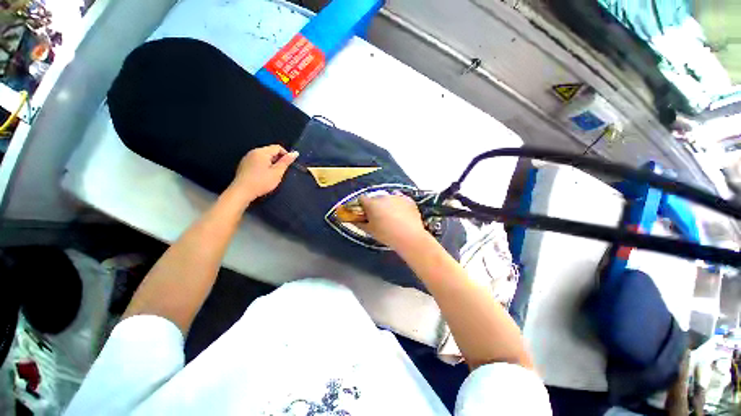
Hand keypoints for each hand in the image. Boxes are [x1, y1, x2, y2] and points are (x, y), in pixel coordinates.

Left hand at [230, 145, 297, 201]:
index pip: (277, 147)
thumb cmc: (262, 181)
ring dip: (271, 163)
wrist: (242, 191)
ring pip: (264, 156)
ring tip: (272, 174)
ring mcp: (247, 158)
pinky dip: (263, 165)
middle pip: (270, 151)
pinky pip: (257, 161)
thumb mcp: (277, 172)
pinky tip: (263, 176)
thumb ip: (286, 162)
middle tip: (281, 171)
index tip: (288, 165)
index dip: (285, 155)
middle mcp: (253, 152)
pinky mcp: (244, 164)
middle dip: (278, 159)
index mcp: (262, 152)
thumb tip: (295, 153)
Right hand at [357, 193, 428, 251]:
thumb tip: (352, 220)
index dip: (361, 205)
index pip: (361, 199)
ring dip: (387, 204)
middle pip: (375, 198)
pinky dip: (398, 204)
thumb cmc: (386, 234)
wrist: (409, 236)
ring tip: (392, 216)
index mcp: (372, 204)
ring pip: (388, 198)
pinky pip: (400, 199)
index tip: (364, 213)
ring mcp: (397, 196)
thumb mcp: (370, 231)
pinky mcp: (408, 199)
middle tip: (378, 217)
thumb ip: (359, 223)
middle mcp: (383, 196)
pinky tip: (401, 213)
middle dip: (374, 205)